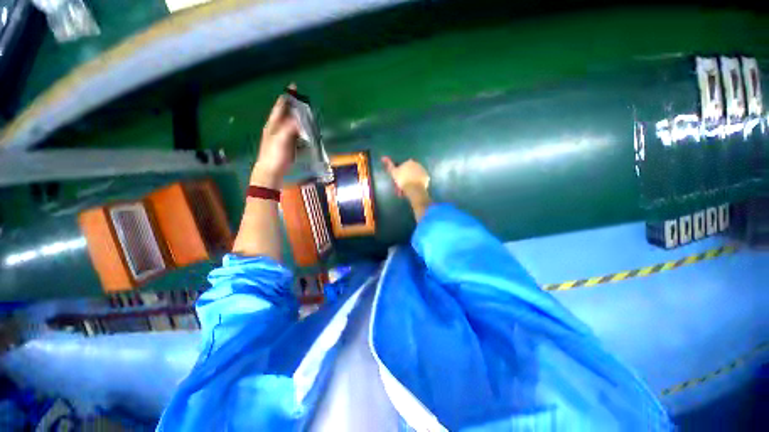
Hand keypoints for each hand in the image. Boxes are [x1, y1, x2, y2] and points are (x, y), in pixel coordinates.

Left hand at [251, 86, 299, 188]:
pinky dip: (303, 131)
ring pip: (293, 124)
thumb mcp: (281, 140)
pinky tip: (308, 131)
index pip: (280, 107)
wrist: (271, 171)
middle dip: (296, 107)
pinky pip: (297, 134)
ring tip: (309, 115)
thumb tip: (299, 119)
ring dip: (300, 119)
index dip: (287, 97)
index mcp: (273, 124)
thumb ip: (289, 128)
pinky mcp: (289, 145)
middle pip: (288, 114)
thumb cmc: (274, 155)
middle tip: (306, 102)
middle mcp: (278, 128)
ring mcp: (283, 137)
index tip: (294, 87)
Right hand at [382, 156, 431, 220]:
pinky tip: (413, 190)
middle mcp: (417, 164)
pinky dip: (417, 185)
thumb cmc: (403, 180)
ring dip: (411, 182)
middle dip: (405, 179)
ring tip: (406, 191)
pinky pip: (420, 181)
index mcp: (409, 162)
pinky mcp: (427, 178)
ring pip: (414, 177)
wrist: (414, 189)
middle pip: (410, 172)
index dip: (400, 174)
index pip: (403, 167)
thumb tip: (383, 157)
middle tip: (401, 188)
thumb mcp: (394, 172)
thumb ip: (389, 165)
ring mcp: (423, 171)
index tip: (398, 181)